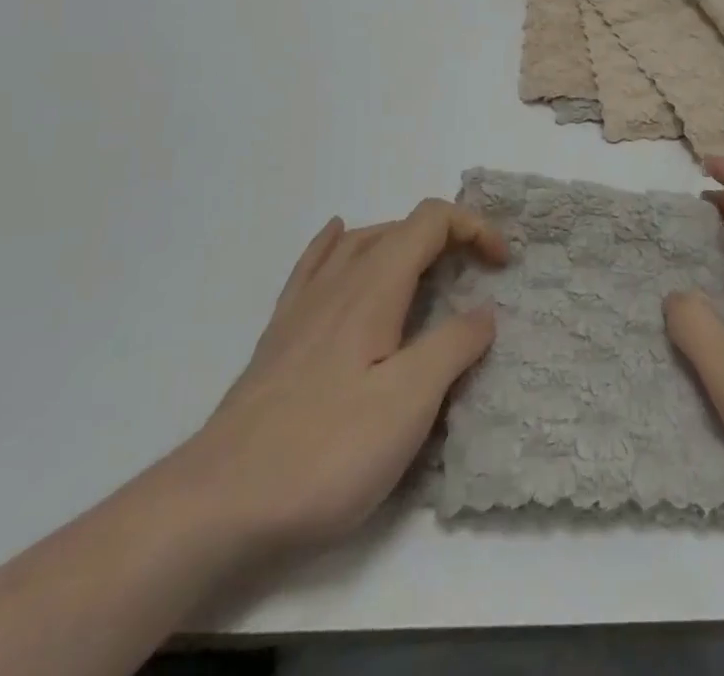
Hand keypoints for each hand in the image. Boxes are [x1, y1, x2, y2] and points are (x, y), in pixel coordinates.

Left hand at [170, 199, 507, 562]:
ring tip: (429, 267)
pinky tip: (337, 237)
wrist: (220, 501)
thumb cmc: (326, 450)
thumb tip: (483, 310)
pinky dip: (337, 242)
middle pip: (399, 228)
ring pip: (360, 242)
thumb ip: (452, 347)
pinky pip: (314, 263)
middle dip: (448, 237)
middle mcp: (339, 280)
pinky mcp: (281, 333)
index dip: (474, 228)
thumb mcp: (408, 403)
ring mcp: (304, 305)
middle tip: (479, 276)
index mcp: (374, 286)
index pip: (431, 222)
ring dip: (403, 241)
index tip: (503, 265)